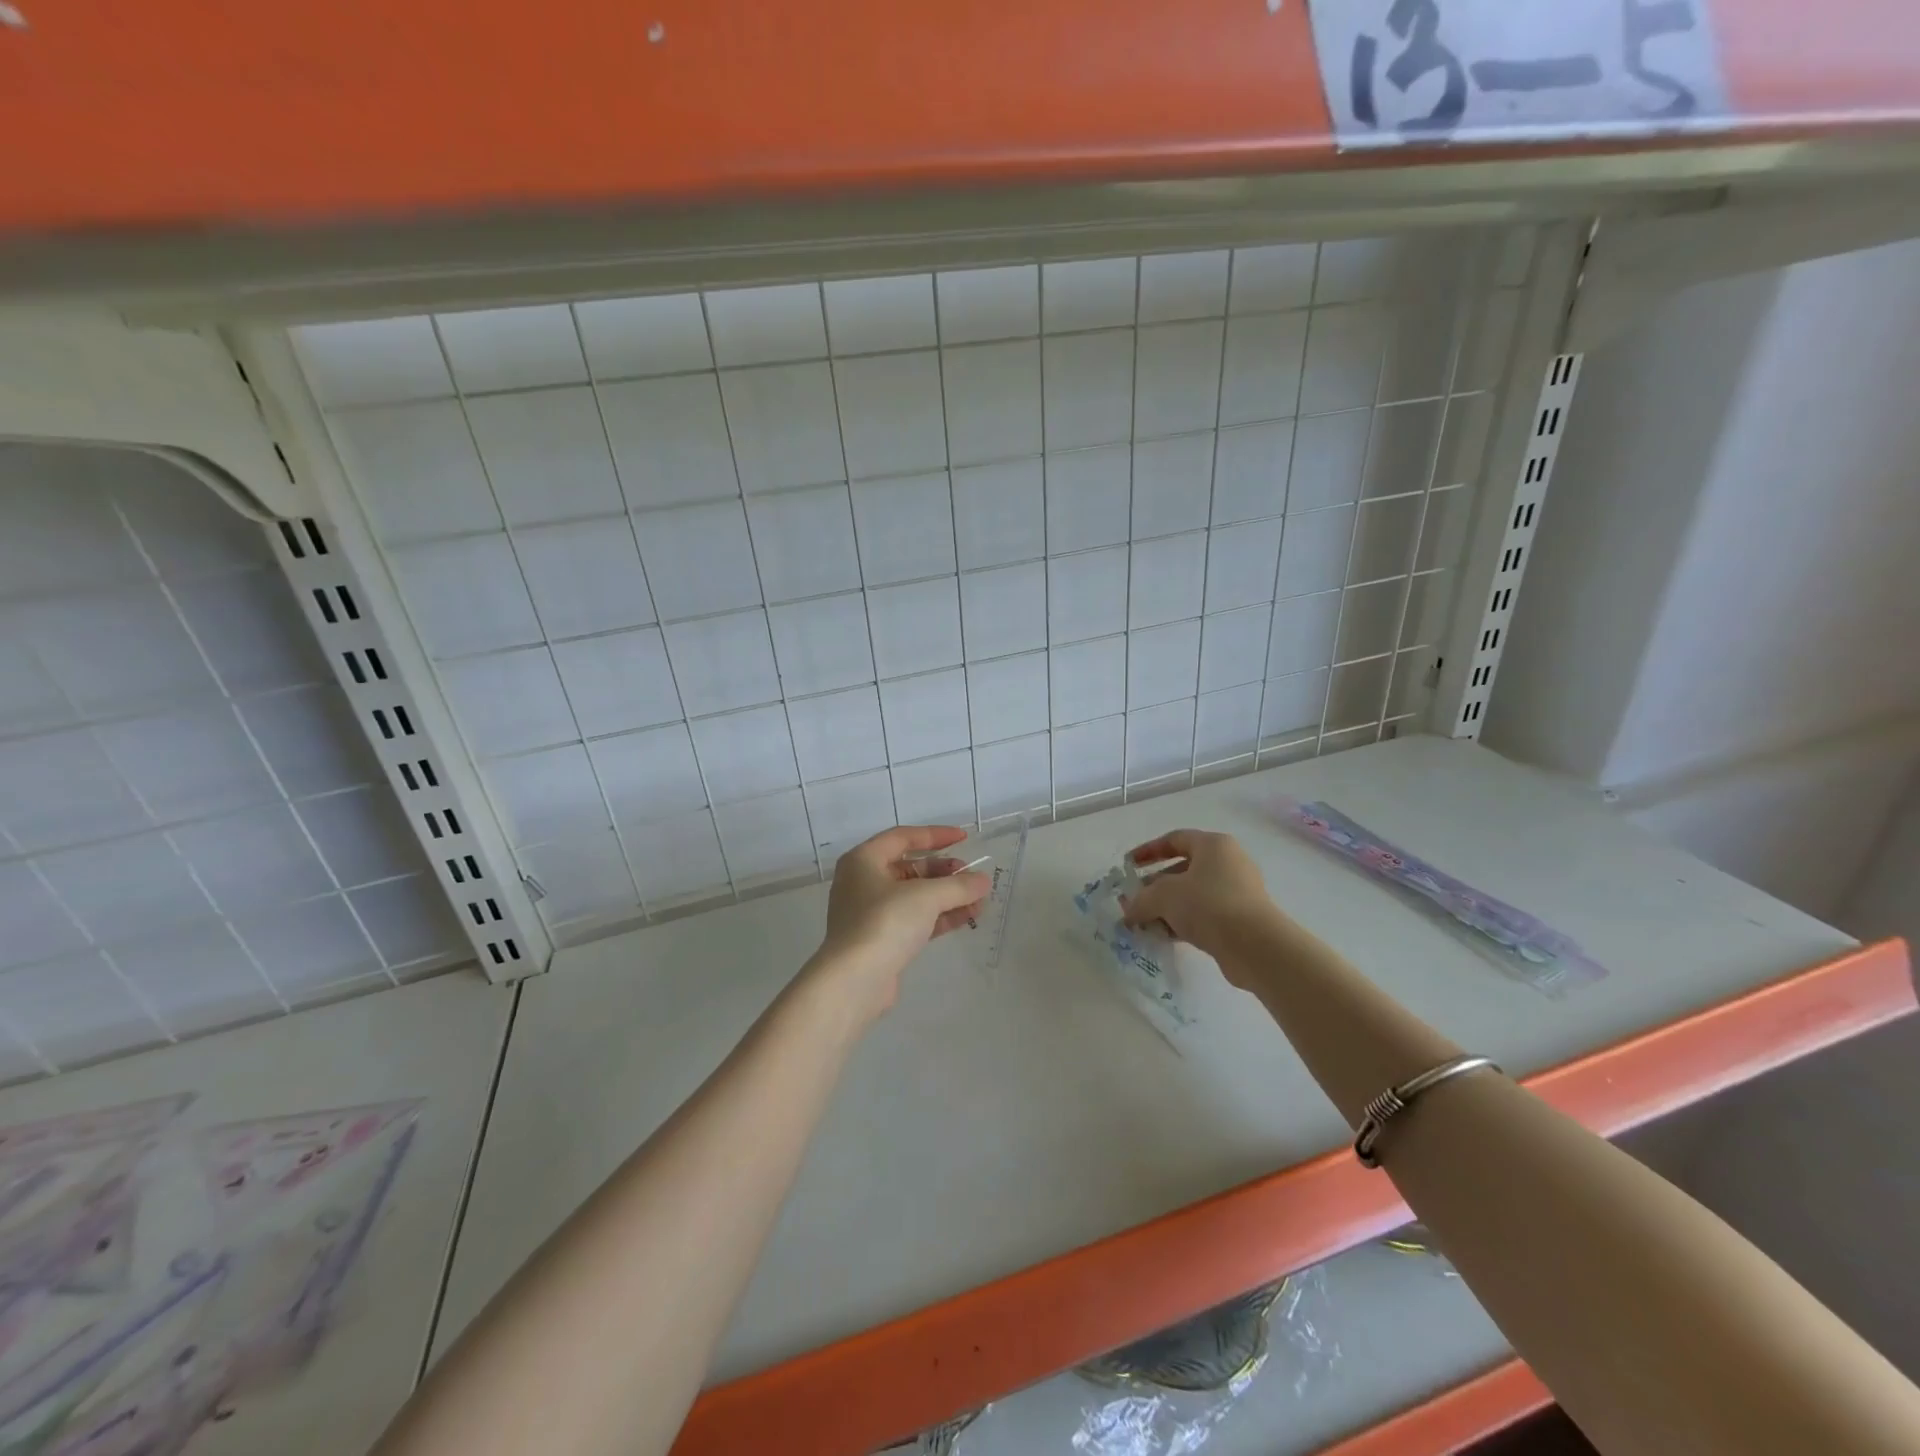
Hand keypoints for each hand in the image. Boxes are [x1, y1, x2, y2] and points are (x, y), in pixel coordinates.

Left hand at [807, 826, 990, 1020]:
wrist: (854, 981)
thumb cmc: (885, 923)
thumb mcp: (926, 897)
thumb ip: (958, 885)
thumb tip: (983, 880)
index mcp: (864, 860)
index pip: (903, 837)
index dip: (935, 835)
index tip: (964, 838)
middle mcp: (863, 882)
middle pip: (910, 868)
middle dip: (944, 872)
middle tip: (971, 876)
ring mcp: (871, 913)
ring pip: (915, 896)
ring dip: (947, 896)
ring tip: (979, 899)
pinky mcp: (881, 939)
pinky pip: (915, 919)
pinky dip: (940, 916)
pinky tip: (968, 917)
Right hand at [1122, 829, 1283, 973]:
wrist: (1256, 946)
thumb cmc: (1208, 904)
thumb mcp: (1164, 897)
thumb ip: (1141, 899)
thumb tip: (1129, 911)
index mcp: (1213, 845)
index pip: (1175, 839)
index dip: (1148, 851)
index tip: (1128, 866)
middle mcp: (1228, 863)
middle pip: (1183, 869)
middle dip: (1154, 886)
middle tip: (1133, 901)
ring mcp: (1238, 892)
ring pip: (1193, 894)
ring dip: (1166, 907)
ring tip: (1144, 923)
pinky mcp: (1241, 919)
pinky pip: (1205, 914)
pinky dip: (1183, 922)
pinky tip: (1164, 936)